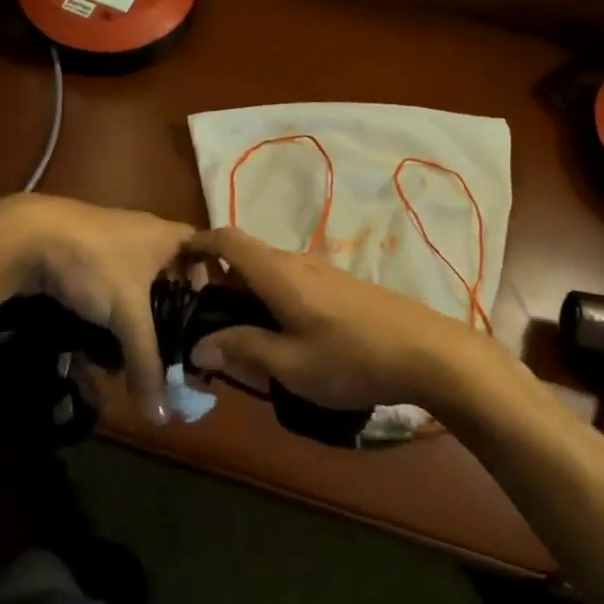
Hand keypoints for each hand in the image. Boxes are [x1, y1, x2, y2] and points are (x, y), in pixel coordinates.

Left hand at [0, 194, 193, 423]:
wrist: (28, 236)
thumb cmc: (95, 264)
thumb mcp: (127, 315)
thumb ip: (147, 363)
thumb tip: (162, 416)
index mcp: (167, 235)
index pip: (204, 252)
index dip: (212, 280)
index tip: (211, 316)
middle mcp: (143, 232)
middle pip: (169, 272)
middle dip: (169, 309)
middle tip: (174, 344)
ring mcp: (110, 240)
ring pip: (135, 282)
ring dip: (136, 314)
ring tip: (135, 348)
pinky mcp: (82, 252)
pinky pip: (108, 284)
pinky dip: (110, 310)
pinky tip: (101, 337)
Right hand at [184, 227, 513, 415]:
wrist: (429, 352)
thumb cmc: (352, 358)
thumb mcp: (290, 365)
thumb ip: (242, 350)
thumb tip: (199, 346)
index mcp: (277, 273)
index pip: (227, 239)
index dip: (197, 243)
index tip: (175, 264)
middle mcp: (296, 262)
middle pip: (245, 256)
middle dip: (217, 280)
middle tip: (201, 320)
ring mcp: (321, 272)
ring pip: (269, 272)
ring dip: (246, 293)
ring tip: (237, 335)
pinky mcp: (340, 287)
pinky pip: (291, 283)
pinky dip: (271, 300)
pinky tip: (280, 336)